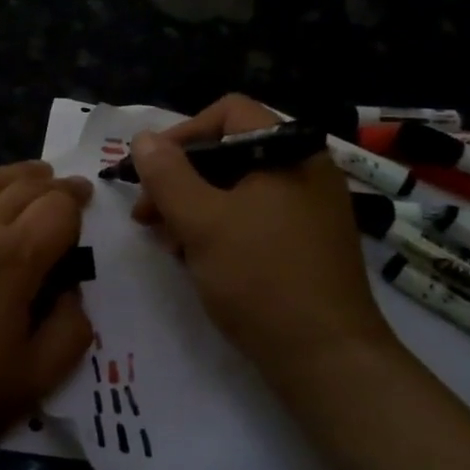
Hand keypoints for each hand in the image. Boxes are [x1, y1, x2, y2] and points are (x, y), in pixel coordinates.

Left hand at [0, 158, 93, 469]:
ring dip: (10, 174)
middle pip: (22, 189)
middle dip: (50, 185)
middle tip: (64, 185)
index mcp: (14, 259)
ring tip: (29, 172)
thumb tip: (73, 293)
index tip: (85, 202)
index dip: (77, 203)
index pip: (58, 211)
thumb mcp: (28, 383)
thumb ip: (68, 333)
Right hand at [129, 94, 398, 391]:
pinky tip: (195, 258)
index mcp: (288, 152)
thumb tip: (143, 138)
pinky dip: (220, 228)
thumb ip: (167, 175)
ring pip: (238, 189)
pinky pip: (253, 218)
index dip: (182, 133)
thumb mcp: (202, 222)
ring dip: (194, 207)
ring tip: (166, 241)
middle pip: (230, 151)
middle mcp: (304, 170)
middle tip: (147, 214)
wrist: (327, 358)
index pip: (229, 112)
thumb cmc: (261, 278)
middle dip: (181, 178)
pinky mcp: (305, 243)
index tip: (149, 170)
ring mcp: (308, 209)